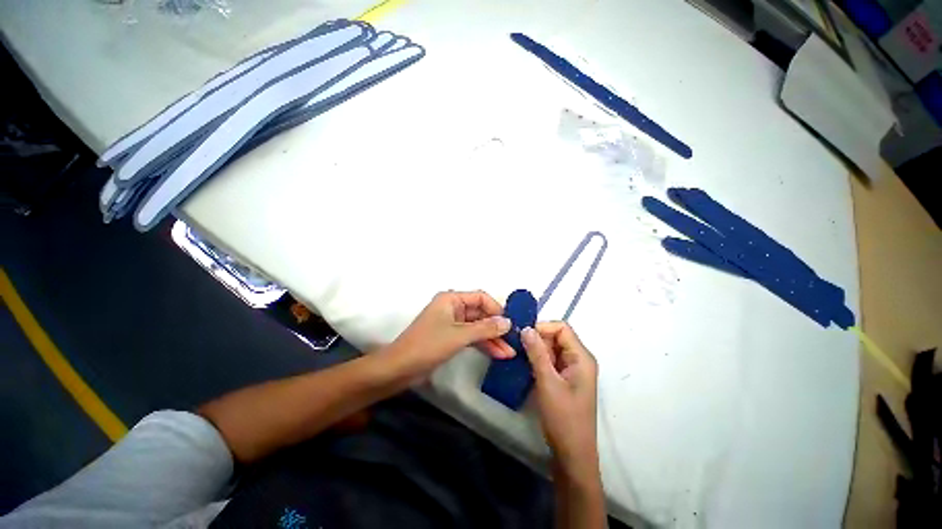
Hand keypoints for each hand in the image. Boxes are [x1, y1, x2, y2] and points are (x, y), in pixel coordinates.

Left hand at [386, 291, 515, 378]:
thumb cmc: (428, 345)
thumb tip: (508, 322)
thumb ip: (485, 329)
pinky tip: (498, 354)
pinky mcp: (451, 338)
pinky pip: (472, 337)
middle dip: (497, 327)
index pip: (481, 298)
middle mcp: (453, 308)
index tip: (511, 323)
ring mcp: (452, 323)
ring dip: (493, 339)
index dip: (497, 309)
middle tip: (514, 341)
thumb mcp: (459, 336)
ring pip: (478, 327)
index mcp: (451, 299)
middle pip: (481, 313)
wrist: (399, 369)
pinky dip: (483, 345)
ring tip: (510, 353)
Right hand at [522, 322, 598, 475]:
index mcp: (581, 357)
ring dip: (536, 350)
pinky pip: (550, 361)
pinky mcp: (564, 379)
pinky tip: (525, 365)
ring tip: (518, 354)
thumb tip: (526, 328)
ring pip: (551, 348)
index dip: (542, 327)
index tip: (522, 334)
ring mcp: (572, 369)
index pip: (562, 328)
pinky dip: (538, 360)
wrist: (572, 454)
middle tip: (517, 346)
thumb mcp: (547, 382)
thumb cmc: (563, 418)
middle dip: (537, 339)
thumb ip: (537, 353)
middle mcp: (579, 359)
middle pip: (556, 337)